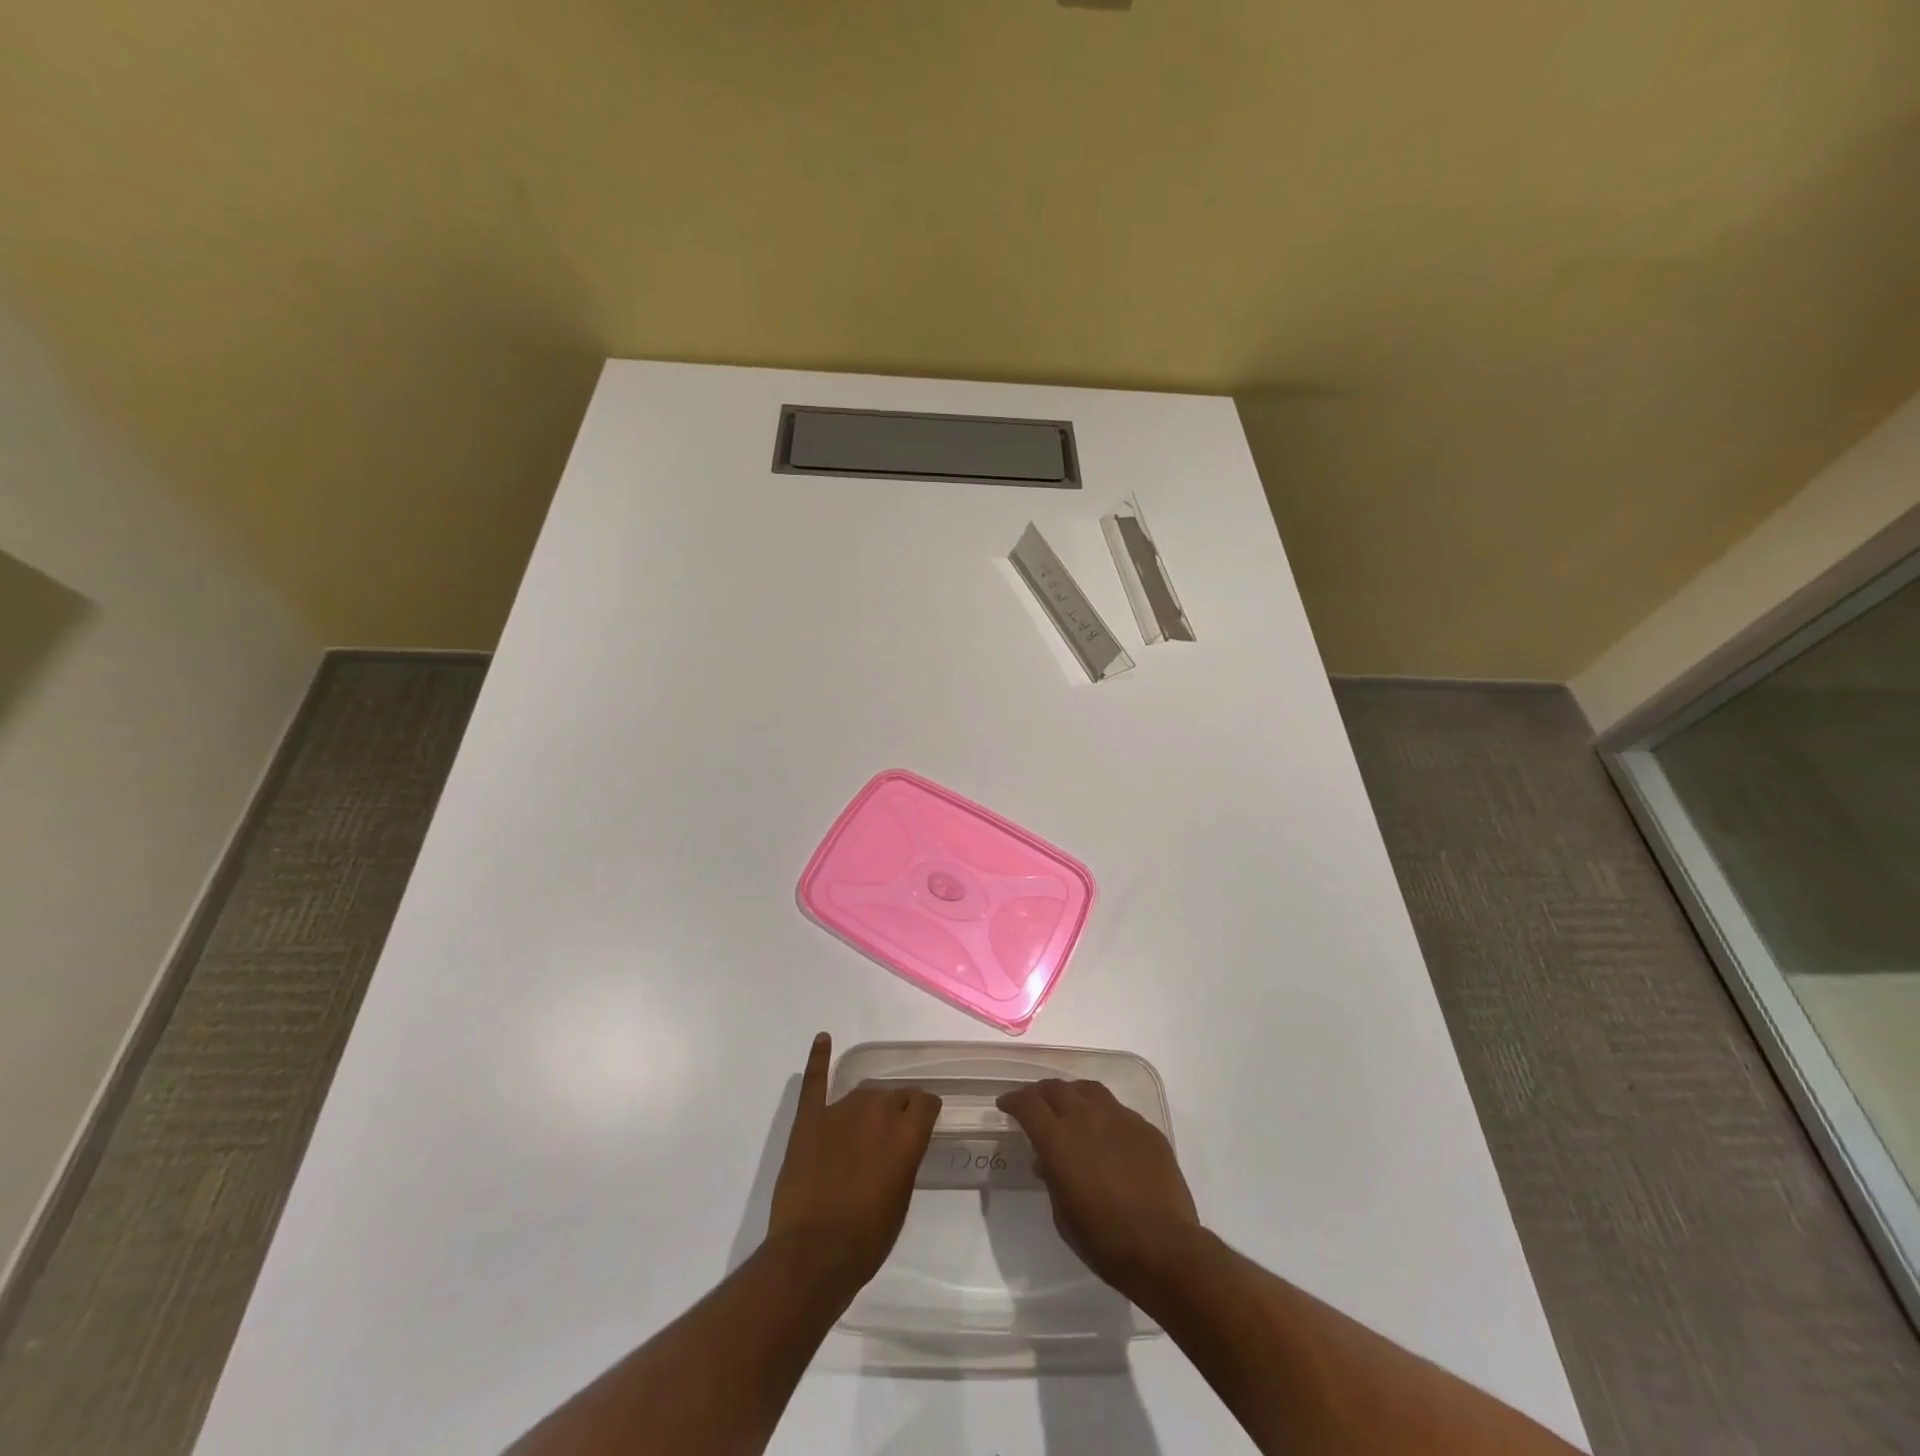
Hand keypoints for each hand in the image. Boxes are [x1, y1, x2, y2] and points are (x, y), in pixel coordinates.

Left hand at [765, 1033, 940, 1297]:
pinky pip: (815, 1081)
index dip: (925, 1113)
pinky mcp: (809, 1119)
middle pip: (893, 1095)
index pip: (926, 1102)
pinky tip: (823, 1039)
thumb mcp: (901, 1199)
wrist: (813, 1254)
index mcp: (906, 1133)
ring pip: (862, 1093)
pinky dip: (818, 1058)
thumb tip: (900, 1144)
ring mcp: (840, 1111)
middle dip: (895, 1111)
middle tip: (887, 1138)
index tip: (922, 1124)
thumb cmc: (866, 1238)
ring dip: (867, 1106)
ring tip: (862, 1127)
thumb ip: (904, 1159)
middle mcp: (877, 1111)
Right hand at [996, 1078, 1201, 1298]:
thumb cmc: (1104, 1240)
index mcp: (1059, 1139)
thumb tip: (1046, 1160)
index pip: (1028, 1104)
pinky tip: (1106, 1134)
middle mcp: (1087, 1117)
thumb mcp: (1062, 1214)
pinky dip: (1103, 1115)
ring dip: (1072, 1095)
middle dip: (1040, 1093)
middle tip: (1034, 1104)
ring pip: (1089, 1090)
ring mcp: (1120, 1118)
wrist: (1164, 1248)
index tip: (1005, 1104)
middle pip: (1057, 1088)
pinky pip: (1118, 1110)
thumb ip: (1051, 1177)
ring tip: (1070, 1108)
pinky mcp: (1145, 1128)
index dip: (1013, 1100)